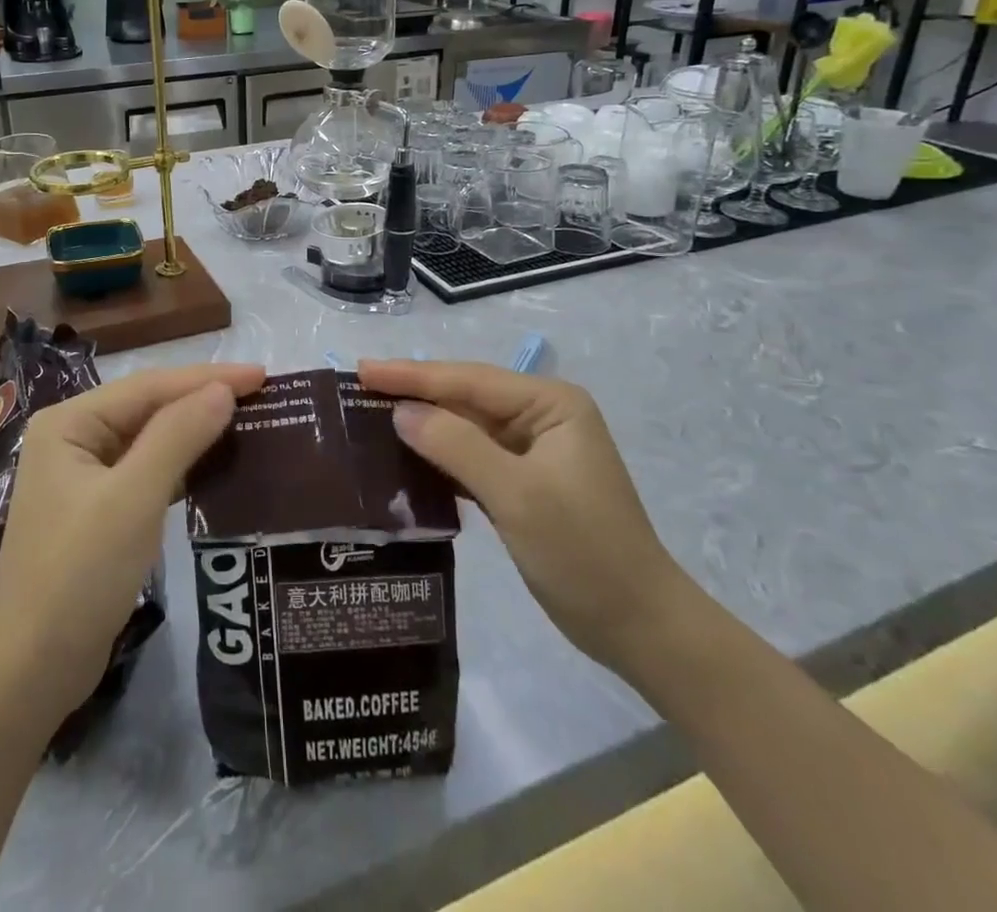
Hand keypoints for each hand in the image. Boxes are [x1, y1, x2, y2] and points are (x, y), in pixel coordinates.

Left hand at [0, 362, 265, 719]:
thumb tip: (223, 390)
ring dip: (195, 430)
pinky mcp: (96, 510)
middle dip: (202, 399)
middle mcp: (72, 439)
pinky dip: (181, 465)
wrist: (32, 671)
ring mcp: (82, 476)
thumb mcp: (134, 499)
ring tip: (248, 421)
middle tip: (261, 395)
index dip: (207, 378)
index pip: (149, 386)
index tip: (263, 375)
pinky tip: (214, 466)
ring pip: (149, 438)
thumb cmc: (80, 575)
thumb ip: (178, 436)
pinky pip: (146, 471)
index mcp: (70, 423)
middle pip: (148, 407)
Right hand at [358, 359, 693, 670]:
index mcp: (551, 404)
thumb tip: (400, 411)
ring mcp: (533, 451)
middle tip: (357, 388)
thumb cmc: (584, 552)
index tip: (362, 370)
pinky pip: (471, 458)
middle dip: (414, 395)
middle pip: (465, 398)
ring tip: (369, 417)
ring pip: (465, 428)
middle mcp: (542, 417)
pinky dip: (439, 458)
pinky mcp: (524, 483)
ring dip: (422, 426)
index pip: (469, 380)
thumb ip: (456, 446)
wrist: (639, 628)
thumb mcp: (516, 494)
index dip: (412, 375)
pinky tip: (404, 459)